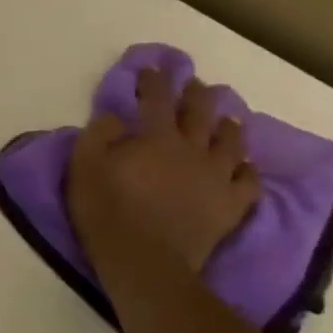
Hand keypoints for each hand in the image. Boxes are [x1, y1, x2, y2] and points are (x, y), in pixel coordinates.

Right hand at [66, 67, 261, 271]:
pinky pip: (249, 180)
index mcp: (156, 138)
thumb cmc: (107, 214)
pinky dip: (247, 168)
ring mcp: (217, 177)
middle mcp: (192, 149)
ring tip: (226, 119)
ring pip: (231, 141)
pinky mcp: (231, 205)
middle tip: (194, 85)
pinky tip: (243, 165)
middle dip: (195, 94)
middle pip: (199, 112)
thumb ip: (97, 136)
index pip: (156, 98)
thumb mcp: (83, 170)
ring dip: (227, 125)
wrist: (145, 263)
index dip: (153, 80)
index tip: (150, 70)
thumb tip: (115, 117)